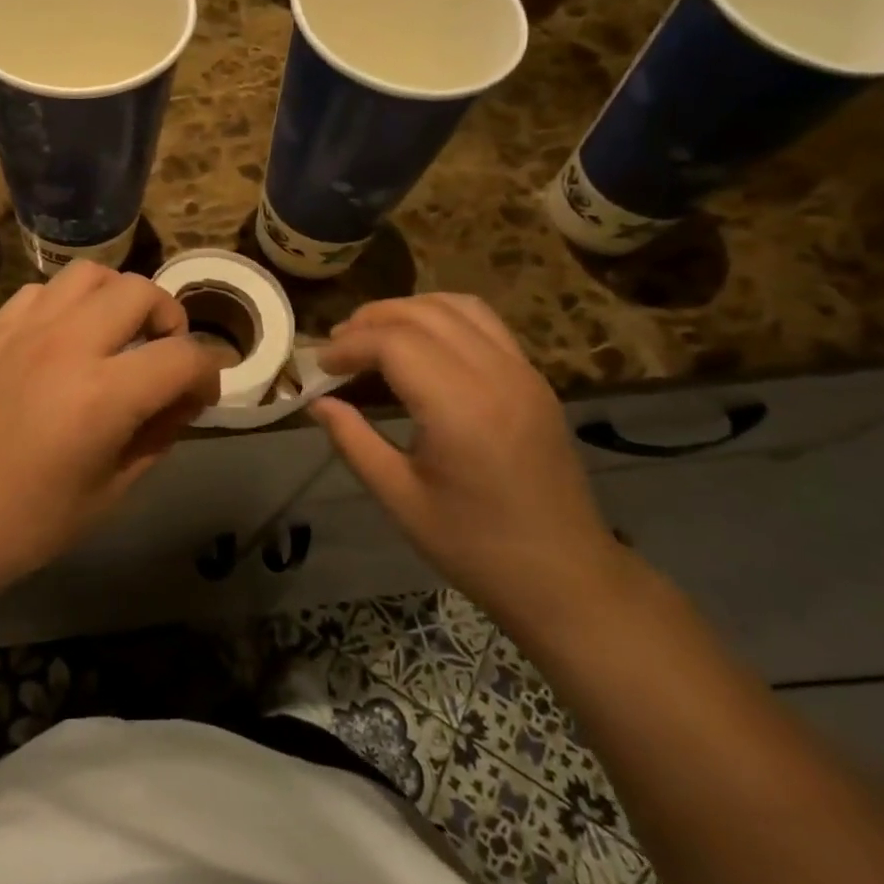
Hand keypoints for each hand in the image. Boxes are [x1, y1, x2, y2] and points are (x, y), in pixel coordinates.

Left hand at [0, 261, 220, 595]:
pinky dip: (70, 303)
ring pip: (91, 274)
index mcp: (103, 395)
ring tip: (118, 334)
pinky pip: (43, 291)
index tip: (202, 396)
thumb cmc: (30, 523)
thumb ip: (158, 435)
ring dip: (119, 298)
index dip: (208, 373)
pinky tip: (66, 338)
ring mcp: (25, 330)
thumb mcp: (113, 491)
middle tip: (164, 356)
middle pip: (141, 292)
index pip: (183, 357)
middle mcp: (68, 345)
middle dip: (170, 320)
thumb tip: (182, 399)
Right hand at [311, 295, 628, 633]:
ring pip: (457, 306)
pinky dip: (443, 316)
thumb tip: (317, 402)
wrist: (565, 576)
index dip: (349, 346)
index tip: (320, 367)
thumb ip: (353, 441)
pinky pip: (485, 323)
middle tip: (337, 347)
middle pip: (423, 313)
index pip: (394, 342)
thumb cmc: (475, 546)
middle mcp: (496, 374)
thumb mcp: (400, 498)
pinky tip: (420, 344)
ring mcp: (522, 371)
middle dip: (371, 320)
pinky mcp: (535, 379)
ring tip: (373, 336)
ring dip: (407, 310)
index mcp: (461, 407)